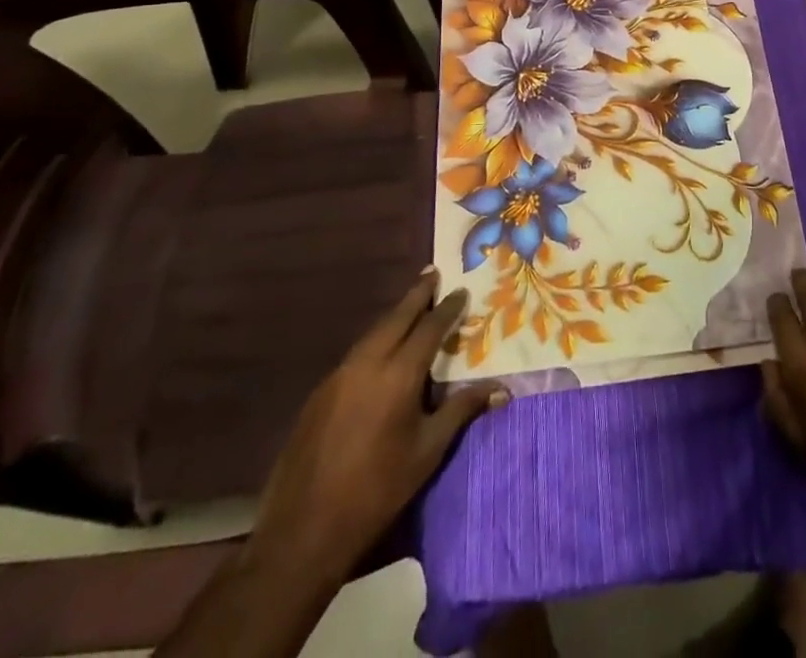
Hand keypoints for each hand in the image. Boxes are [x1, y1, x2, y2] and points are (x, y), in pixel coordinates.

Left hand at [249, 269, 505, 581]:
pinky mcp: (320, 393)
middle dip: (417, 295)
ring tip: (411, 305)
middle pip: (397, 317)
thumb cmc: (377, 491)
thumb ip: (461, 411)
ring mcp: (339, 375)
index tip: (462, 291)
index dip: (448, 308)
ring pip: (373, 332)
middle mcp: (368, 363)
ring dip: (395, 316)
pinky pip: (356, 353)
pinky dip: (375, 340)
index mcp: (399, 374)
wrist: (303, 531)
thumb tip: (502, 390)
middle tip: (433, 274)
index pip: (430, 328)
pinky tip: (381, 349)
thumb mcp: (427, 452)